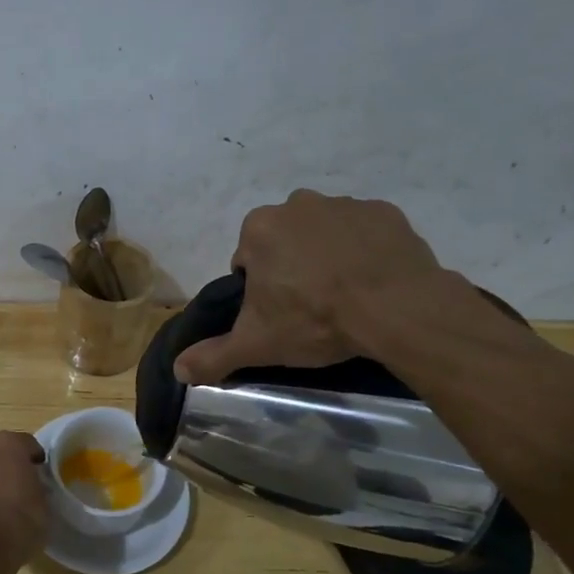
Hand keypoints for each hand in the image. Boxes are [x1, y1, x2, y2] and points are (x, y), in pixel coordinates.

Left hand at [0, 431, 47, 573]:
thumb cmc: (21, 520)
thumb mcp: (45, 503)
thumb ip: (38, 485)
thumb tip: (33, 486)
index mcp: (8, 443)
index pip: (29, 445)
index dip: (38, 461)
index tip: (43, 477)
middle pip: (3, 452)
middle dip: (12, 465)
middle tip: (25, 486)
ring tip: (7, 503)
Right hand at [174, 192, 452, 383]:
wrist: (396, 308)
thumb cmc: (314, 319)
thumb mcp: (257, 344)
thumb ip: (213, 355)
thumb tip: (177, 369)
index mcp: (259, 229)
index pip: (248, 260)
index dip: (260, 289)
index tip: (279, 313)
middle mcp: (297, 204)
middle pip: (285, 242)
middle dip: (292, 267)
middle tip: (311, 306)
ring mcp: (344, 204)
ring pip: (325, 234)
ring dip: (328, 257)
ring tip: (346, 297)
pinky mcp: (384, 212)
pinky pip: (365, 232)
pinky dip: (365, 251)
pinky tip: (374, 282)